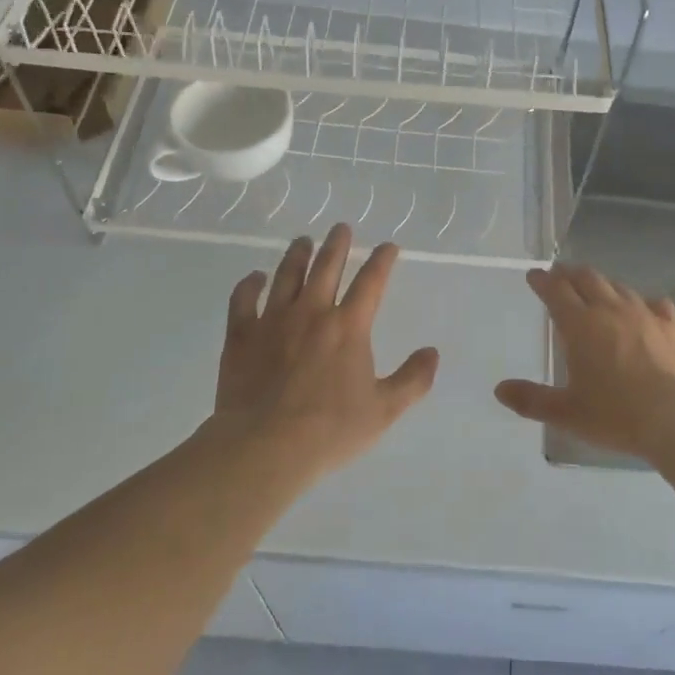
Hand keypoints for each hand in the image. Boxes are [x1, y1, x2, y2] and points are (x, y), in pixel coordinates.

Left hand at [207, 225, 439, 478]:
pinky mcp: (242, 336)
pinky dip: (249, 284)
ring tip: (303, 241)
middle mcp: (312, 312)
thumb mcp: (384, 411)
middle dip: (337, 244)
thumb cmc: (330, 430)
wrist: (265, 447)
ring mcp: (273, 321)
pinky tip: (255, 277)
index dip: (382, 260)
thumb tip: (432, 352)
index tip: (389, 246)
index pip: (371, 282)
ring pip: (287, 276)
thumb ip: (412, 379)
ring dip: (297, 255)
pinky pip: (243, 300)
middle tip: (341, 227)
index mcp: (349, 326)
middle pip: (327, 267)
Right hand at [495, 264, 674, 460]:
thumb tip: (500, 390)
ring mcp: (645, 314)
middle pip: (587, 279)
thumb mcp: (568, 413)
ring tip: (596, 288)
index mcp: (580, 325)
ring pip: (619, 287)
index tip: (534, 275)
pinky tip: (643, 309)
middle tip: (561, 274)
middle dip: (570, 274)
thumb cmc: (617, 415)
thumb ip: (532, 400)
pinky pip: (654, 303)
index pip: (556, 291)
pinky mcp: (674, 325)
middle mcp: (611, 310)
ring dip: (602, 284)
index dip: (542, 281)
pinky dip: (641, 301)